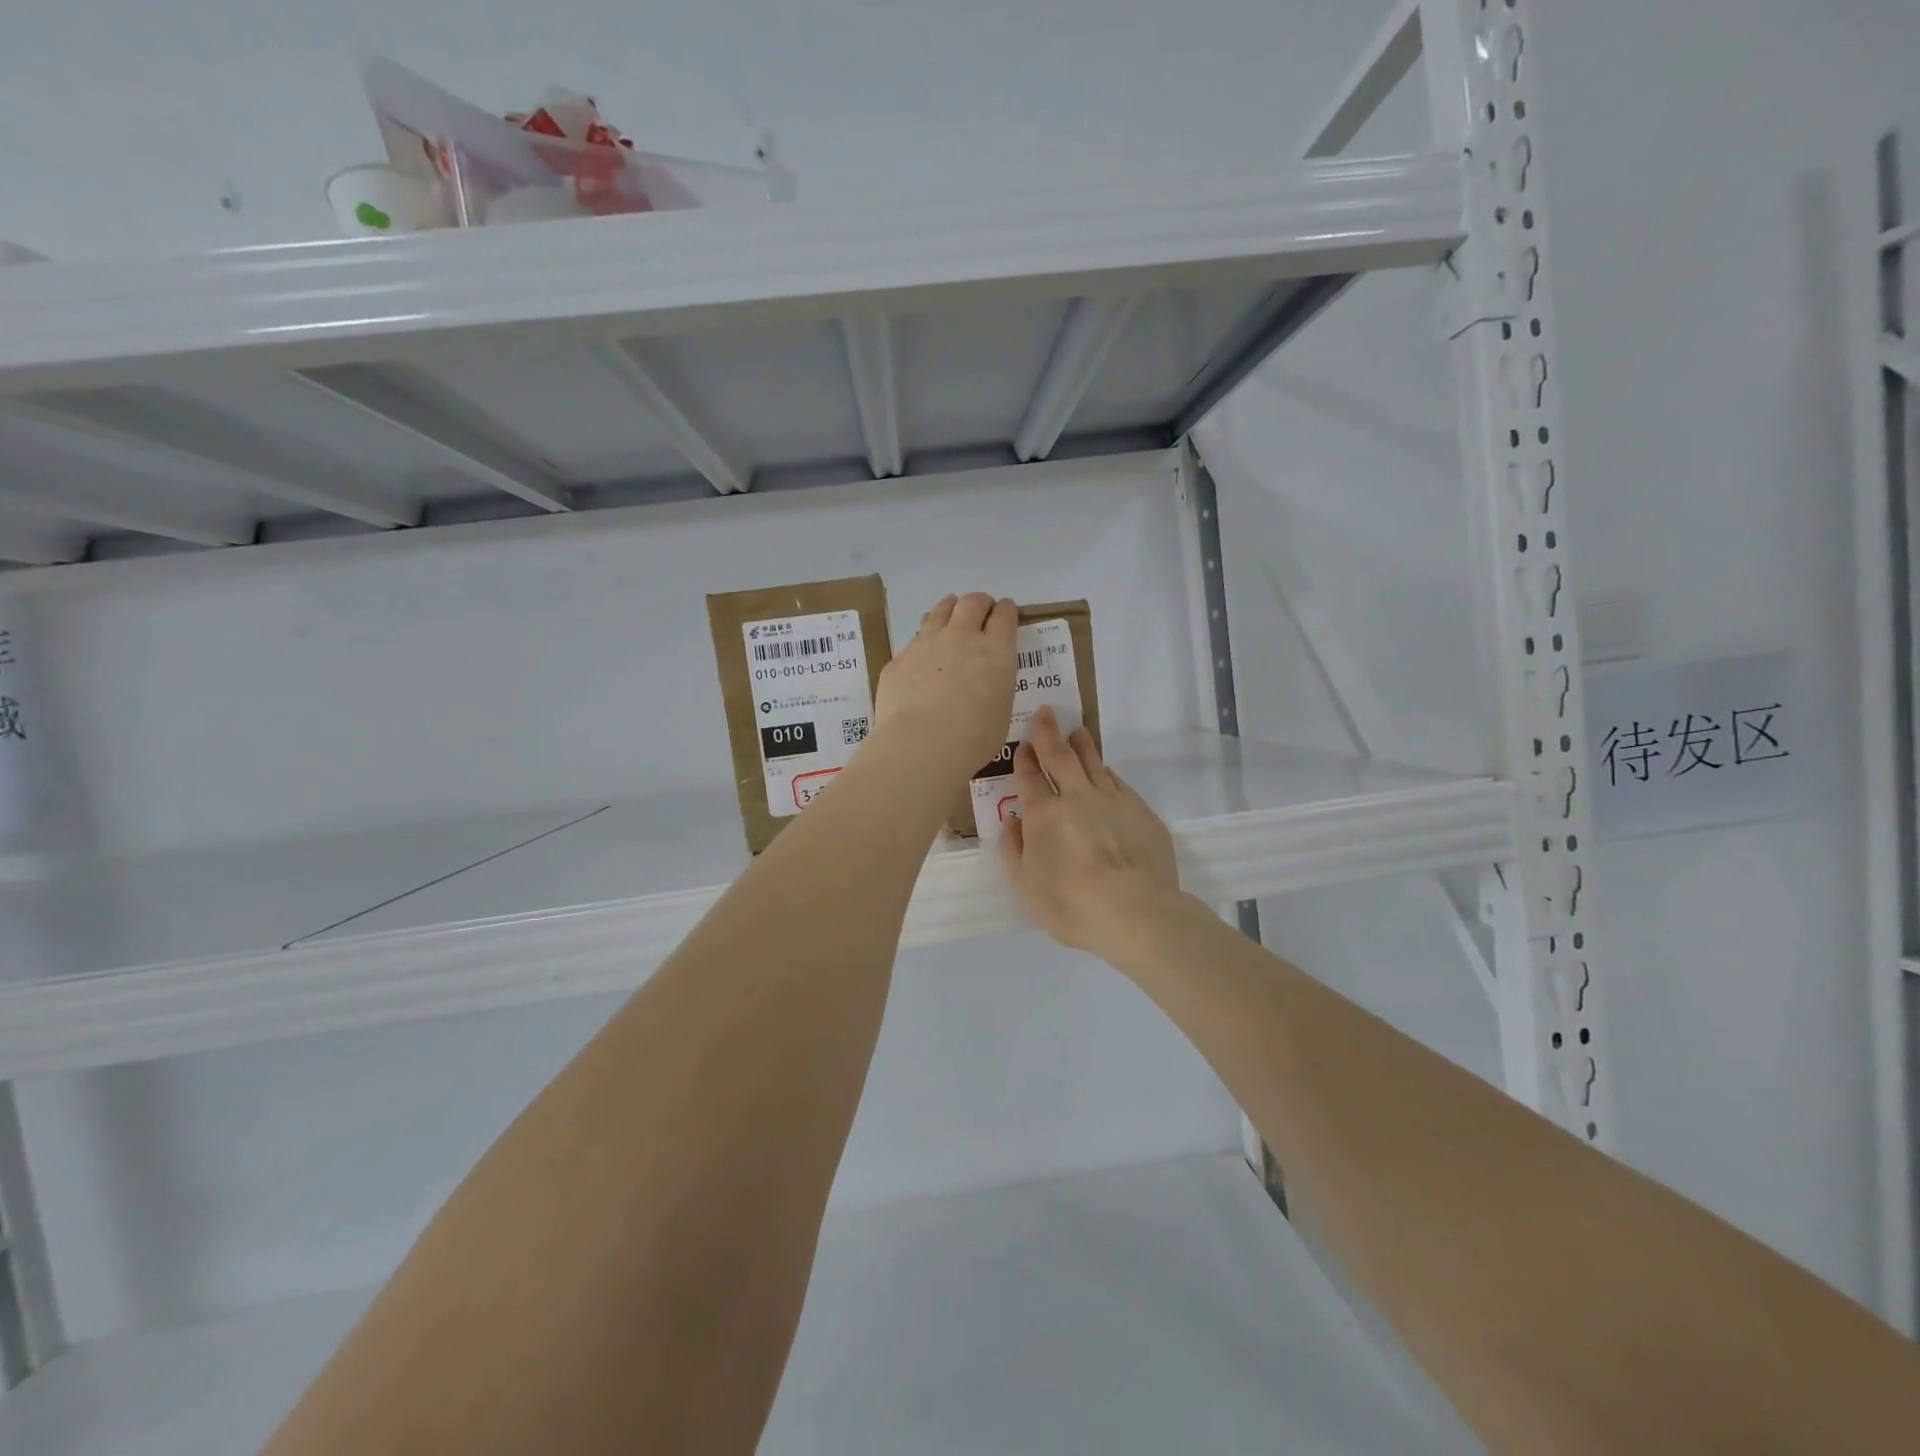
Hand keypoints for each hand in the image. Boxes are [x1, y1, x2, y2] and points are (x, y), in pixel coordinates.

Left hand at [873, 593, 1017, 777]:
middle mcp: (962, 637)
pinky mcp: (899, 659)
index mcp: (995, 651)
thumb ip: (994, 686)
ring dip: (948, 609)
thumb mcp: (1000, 710)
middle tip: (980, 611)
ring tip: (950, 614)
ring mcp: (926, 643)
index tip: (1005, 611)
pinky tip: (922, 656)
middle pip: (972, 603)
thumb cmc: (974, 737)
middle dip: (979, 603)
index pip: (1004, 615)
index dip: (1006, 610)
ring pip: (939, 611)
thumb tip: (984, 683)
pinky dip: (923, 641)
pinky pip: (914, 640)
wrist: (922, 744)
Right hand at [999, 707, 1181, 955]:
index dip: (1025, 759)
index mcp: (1044, 814)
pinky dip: (1107, 773)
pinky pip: (1118, 783)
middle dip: (1050, 734)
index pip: (1030, 777)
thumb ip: (1014, 850)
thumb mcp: (1026, 886)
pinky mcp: (1141, 812)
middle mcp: (1077, 798)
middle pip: (1061, 757)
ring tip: (1078, 732)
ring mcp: (1113, 801)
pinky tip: (1106, 771)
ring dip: (1082, 746)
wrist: (1135, 912)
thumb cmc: (1071, 904)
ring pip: (1094, 764)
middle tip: (1047, 714)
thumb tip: (1014, 823)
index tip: (1024, 744)